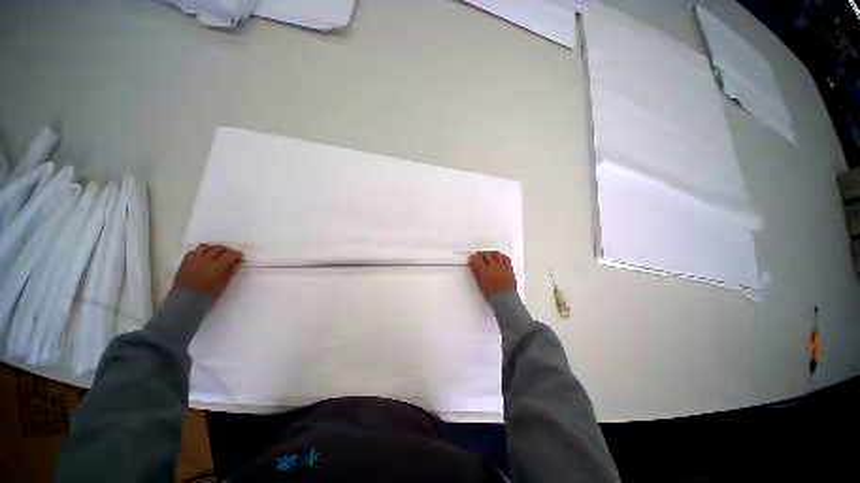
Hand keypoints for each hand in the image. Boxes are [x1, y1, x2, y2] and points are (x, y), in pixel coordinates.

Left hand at [171, 244, 243, 300]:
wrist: (186, 302)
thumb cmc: (208, 295)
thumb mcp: (224, 283)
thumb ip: (232, 270)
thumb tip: (240, 260)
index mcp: (217, 266)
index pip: (230, 254)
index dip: (237, 253)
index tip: (240, 256)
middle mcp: (205, 260)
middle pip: (218, 248)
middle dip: (226, 250)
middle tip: (229, 255)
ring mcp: (193, 260)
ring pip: (204, 246)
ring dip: (212, 248)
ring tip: (215, 253)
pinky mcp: (184, 263)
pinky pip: (192, 252)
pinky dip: (199, 252)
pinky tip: (202, 257)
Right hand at [468, 251, 516, 298]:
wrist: (505, 300)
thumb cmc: (492, 295)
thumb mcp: (480, 284)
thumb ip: (475, 273)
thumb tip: (472, 265)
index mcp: (485, 271)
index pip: (477, 259)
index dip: (473, 258)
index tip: (472, 258)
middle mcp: (494, 267)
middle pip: (486, 254)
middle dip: (481, 254)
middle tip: (478, 256)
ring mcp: (503, 267)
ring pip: (496, 254)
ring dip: (491, 253)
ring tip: (488, 255)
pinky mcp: (509, 269)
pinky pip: (506, 258)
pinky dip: (501, 256)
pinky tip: (499, 258)